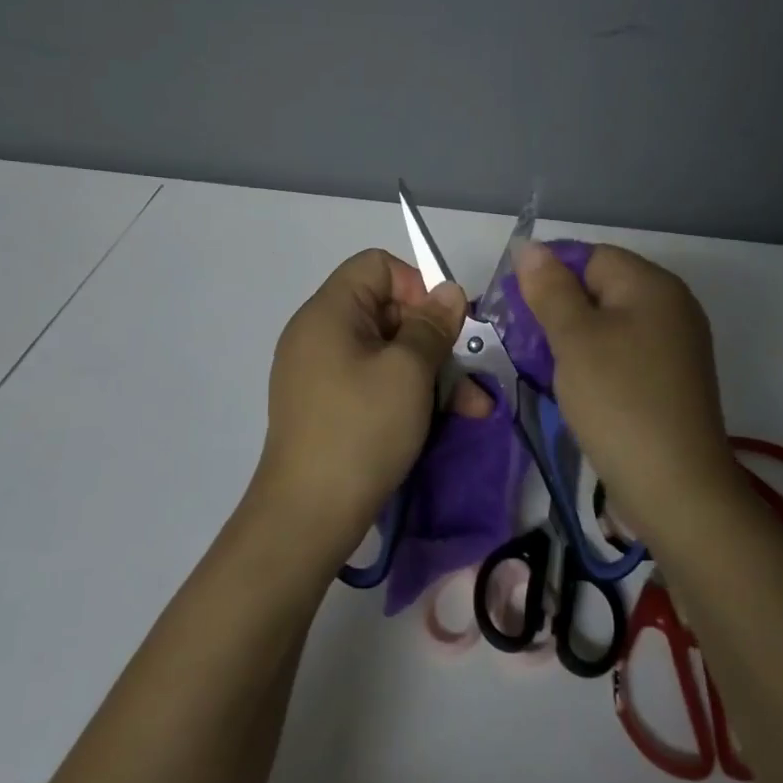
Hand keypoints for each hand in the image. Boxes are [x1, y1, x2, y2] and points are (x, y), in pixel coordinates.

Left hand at [256, 249, 486, 554]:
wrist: (308, 516)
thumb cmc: (361, 430)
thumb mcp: (408, 372)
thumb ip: (432, 325)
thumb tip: (449, 291)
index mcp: (329, 312)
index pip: (377, 266)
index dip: (416, 286)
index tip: (443, 325)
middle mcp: (320, 334)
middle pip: (387, 310)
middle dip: (434, 339)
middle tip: (467, 370)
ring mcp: (322, 373)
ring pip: (389, 353)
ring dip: (432, 374)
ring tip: (474, 408)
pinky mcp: (329, 406)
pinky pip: (375, 383)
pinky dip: (409, 395)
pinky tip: (447, 421)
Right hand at [513, 240, 735, 535]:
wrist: (675, 488)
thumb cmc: (618, 401)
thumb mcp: (574, 339)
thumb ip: (550, 289)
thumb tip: (530, 247)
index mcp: (652, 285)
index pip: (591, 255)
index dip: (549, 272)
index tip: (515, 305)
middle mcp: (671, 307)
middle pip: (601, 287)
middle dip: (558, 307)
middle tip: (523, 338)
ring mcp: (674, 346)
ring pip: (609, 323)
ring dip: (572, 337)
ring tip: (542, 364)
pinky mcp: (670, 380)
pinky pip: (623, 353)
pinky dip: (594, 361)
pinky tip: (573, 385)